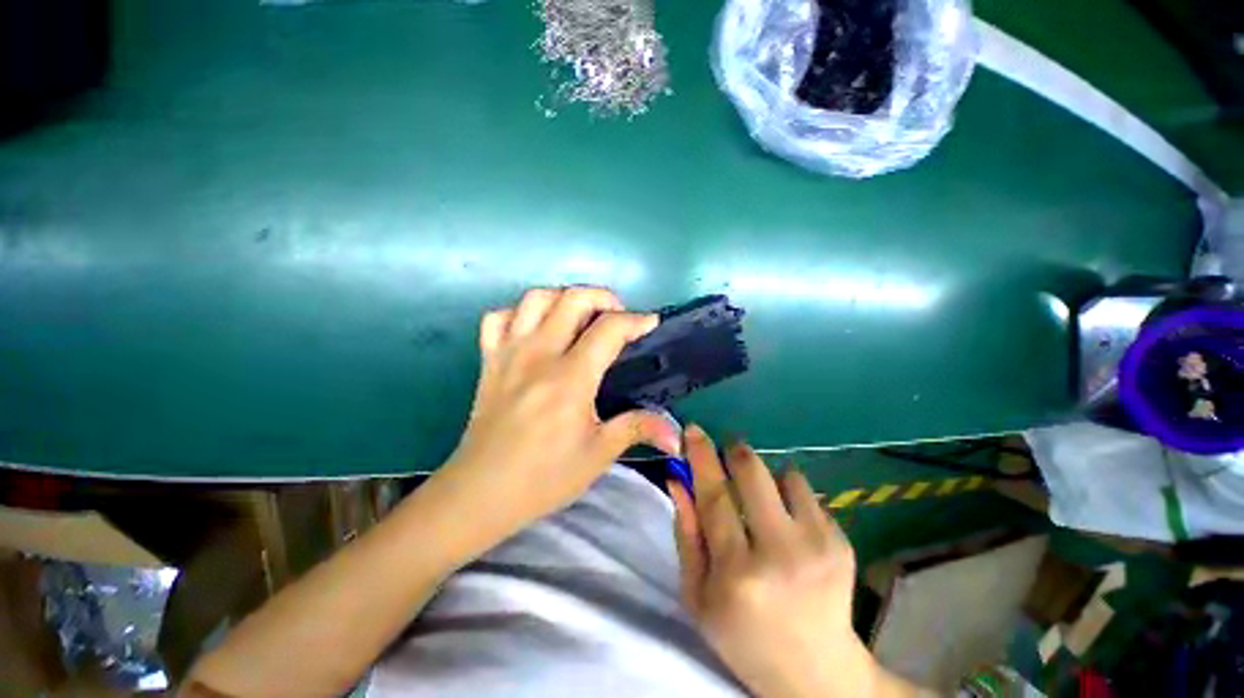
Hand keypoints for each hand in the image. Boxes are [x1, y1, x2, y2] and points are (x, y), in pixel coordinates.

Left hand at [443, 287, 680, 529]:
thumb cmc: (544, 477)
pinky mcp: (489, 360)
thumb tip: (677, 436)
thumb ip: (638, 429)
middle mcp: (539, 354)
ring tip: (580, 317)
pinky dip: (520, 313)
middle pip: (573, 298)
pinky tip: (535, 329)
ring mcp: (509, 353)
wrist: (481, 493)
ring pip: (536, 298)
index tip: (650, 324)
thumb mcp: (598, 454)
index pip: (609, 329)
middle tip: (618, 317)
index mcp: (570, 378)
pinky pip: (499, 317)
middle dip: (604, 298)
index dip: (636, 320)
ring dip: (564, 298)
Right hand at [670, 426, 907, 697]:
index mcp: (738, 573)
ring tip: (760, 502)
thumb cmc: (743, 637)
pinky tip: (787, 524)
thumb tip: (678, 478)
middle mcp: (781, 553)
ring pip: (783, 474)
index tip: (693, 429)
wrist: (818, 673)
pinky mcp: (842, 541)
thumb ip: (686, 533)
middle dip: (735, 451)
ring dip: (764, 476)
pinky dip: (788, 494)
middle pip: (752, 473)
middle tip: (726, 450)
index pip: (714, 496)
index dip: (701, 457)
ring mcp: (818, 545)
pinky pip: (805, 491)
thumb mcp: (698, 595)